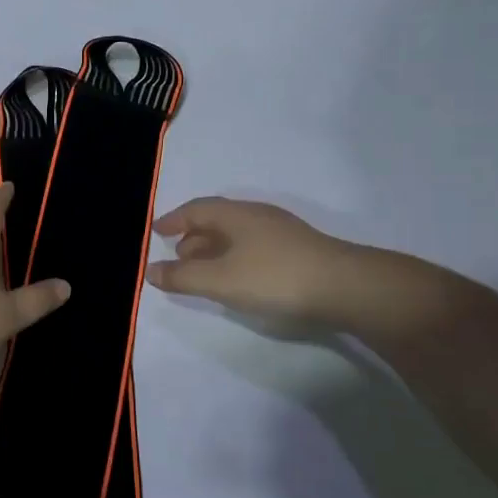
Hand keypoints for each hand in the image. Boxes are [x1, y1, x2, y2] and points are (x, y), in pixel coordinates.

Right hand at [148, 197, 404, 332]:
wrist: (346, 287)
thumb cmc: (275, 278)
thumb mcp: (220, 280)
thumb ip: (183, 276)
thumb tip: (150, 270)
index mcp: (236, 215)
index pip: (196, 209)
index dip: (174, 219)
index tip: (156, 232)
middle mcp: (257, 215)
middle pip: (217, 219)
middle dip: (193, 236)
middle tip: (177, 256)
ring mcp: (281, 232)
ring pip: (237, 233)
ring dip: (214, 248)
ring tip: (203, 270)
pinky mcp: (299, 250)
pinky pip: (253, 245)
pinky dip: (234, 256)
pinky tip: (238, 277)